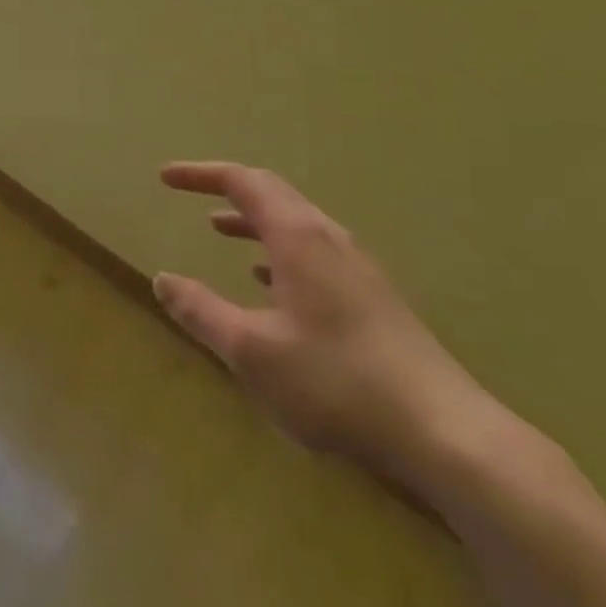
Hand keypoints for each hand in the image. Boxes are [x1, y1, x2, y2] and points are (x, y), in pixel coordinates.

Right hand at [154, 162, 491, 493]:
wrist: (444, 432)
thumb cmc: (337, 382)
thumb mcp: (252, 351)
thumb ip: (201, 311)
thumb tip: (161, 279)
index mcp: (297, 235)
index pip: (242, 180)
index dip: (200, 174)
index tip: (166, 176)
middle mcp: (327, 236)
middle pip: (271, 192)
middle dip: (226, 189)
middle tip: (191, 195)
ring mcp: (355, 266)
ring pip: (294, 223)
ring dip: (253, 220)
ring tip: (220, 231)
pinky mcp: (372, 296)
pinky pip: (313, 252)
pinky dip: (278, 251)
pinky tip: (270, 284)